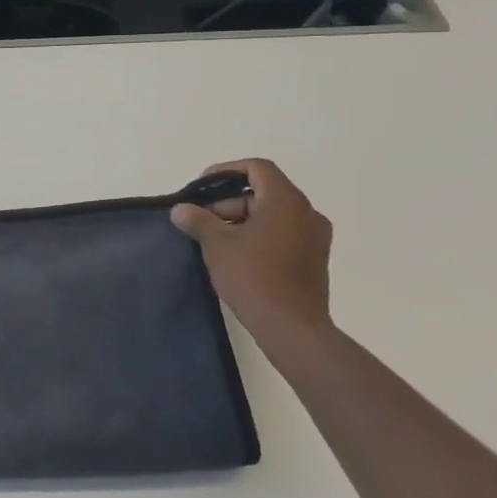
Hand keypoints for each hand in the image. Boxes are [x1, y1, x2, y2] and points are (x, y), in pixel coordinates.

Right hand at [171, 159, 332, 350]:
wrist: (292, 328)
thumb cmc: (253, 277)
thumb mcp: (217, 245)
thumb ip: (198, 220)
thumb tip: (181, 210)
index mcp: (285, 201)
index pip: (257, 168)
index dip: (226, 170)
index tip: (202, 187)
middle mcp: (307, 213)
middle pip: (263, 192)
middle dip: (229, 202)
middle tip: (202, 221)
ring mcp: (315, 238)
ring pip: (273, 214)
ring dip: (242, 220)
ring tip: (215, 241)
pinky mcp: (314, 259)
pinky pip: (283, 233)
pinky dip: (259, 235)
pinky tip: (237, 256)